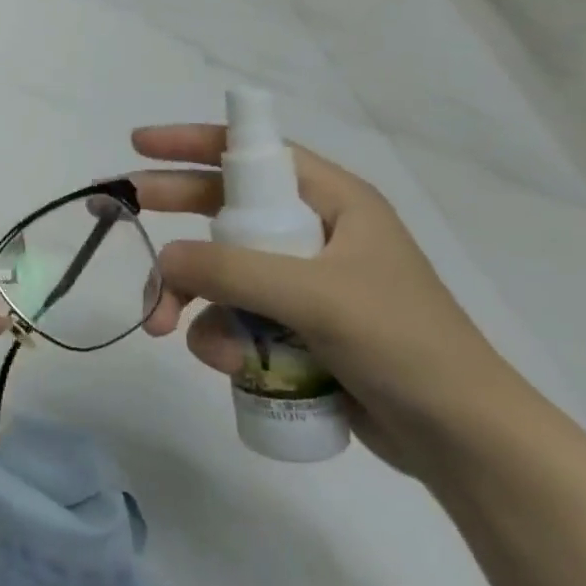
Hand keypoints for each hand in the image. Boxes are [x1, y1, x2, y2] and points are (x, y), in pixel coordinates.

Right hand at [131, 125, 534, 477]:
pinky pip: (235, 320)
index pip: (254, 155)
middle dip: (175, 222)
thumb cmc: (403, 345)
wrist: (462, 443)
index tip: (140, 144)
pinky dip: (222, 340)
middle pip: (224, 211)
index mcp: (334, 203)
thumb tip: (164, 261)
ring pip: (220, 275)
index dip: (194, 143)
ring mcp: (302, 286)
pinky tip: (233, 369)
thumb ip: (233, 271)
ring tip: (167, 329)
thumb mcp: (316, 296)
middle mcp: (315, 235)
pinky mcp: (295, 331)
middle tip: (123, 216)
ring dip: (190, 301)